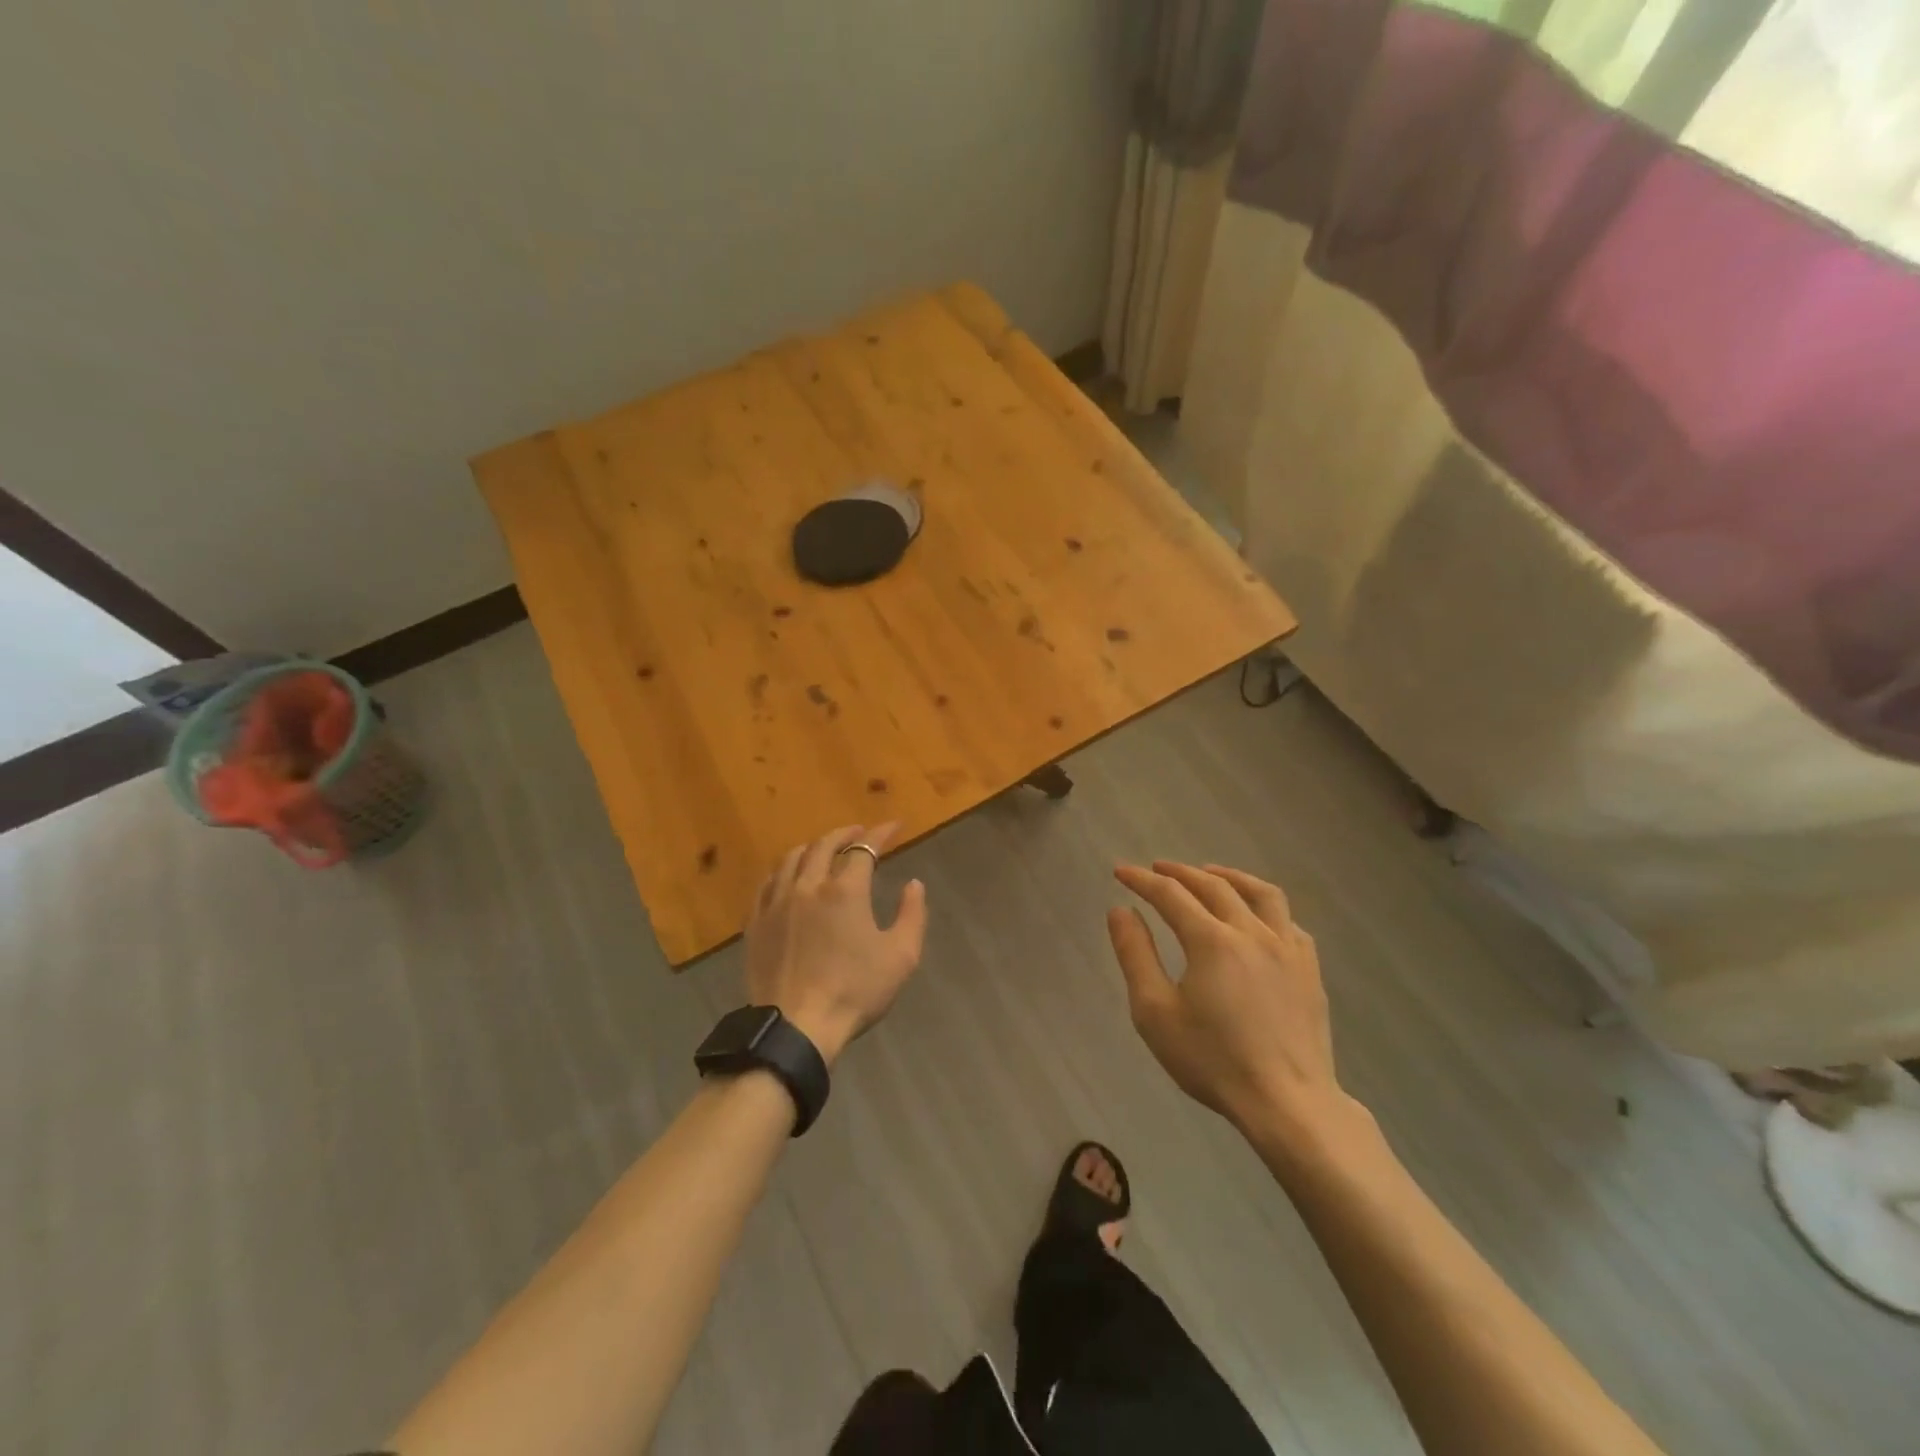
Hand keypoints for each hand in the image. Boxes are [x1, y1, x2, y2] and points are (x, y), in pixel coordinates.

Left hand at [746, 823, 928, 1065]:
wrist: (797, 1027)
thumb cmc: (855, 991)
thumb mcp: (901, 956)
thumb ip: (912, 915)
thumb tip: (914, 884)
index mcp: (845, 890)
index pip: (865, 848)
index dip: (882, 833)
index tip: (895, 826)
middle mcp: (808, 885)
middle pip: (824, 845)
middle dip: (845, 833)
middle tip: (859, 832)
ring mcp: (776, 902)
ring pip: (792, 858)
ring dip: (813, 847)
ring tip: (824, 849)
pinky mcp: (756, 922)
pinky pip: (767, 883)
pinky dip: (784, 870)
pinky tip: (789, 877)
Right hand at [1108, 860, 1345, 1136]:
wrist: (1287, 1103)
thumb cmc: (1213, 1060)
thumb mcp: (1155, 1012)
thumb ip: (1135, 955)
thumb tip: (1120, 910)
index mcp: (1212, 941)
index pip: (1170, 895)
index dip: (1142, 880)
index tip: (1121, 872)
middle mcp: (1252, 932)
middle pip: (1214, 886)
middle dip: (1180, 873)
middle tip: (1157, 869)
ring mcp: (1288, 949)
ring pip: (1261, 893)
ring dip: (1230, 876)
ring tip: (1210, 874)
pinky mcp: (1310, 970)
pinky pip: (1288, 922)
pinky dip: (1265, 908)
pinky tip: (1257, 918)